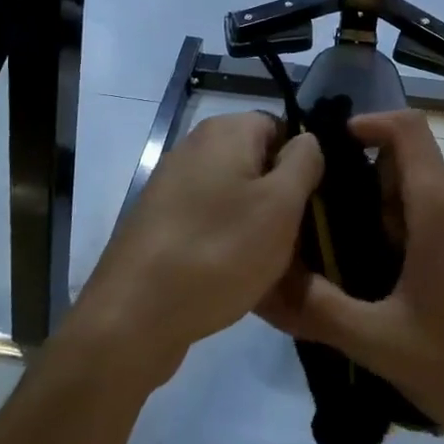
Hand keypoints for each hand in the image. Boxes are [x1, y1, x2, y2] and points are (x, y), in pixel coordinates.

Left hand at [69, 111, 321, 386]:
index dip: (301, 164)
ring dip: (253, 223)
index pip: (281, 128)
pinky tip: (231, 275)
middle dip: (278, 197)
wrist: (135, 315)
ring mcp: (171, 184)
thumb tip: (306, 141)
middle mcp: (194, 146)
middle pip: (256, 162)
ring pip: (233, 195)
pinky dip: (224, 240)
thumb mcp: (281, 205)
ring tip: (266, 263)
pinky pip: (208, 220)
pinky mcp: (158, 221)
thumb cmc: (220, 251)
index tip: (309, 205)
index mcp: (225, 130)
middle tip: (293, 239)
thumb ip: (304, 162)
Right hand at [258, 110, 443, 440]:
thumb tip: (262, 283)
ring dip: (388, 214)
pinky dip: (413, 228)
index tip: (327, 151)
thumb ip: (315, 306)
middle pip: (408, 163)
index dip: (367, 124)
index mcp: (442, 204)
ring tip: (356, 264)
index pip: (406, 128)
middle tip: (330, 232)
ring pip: (425, 191)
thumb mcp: (377, 340)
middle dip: (366, 187)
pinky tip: (395, 282)